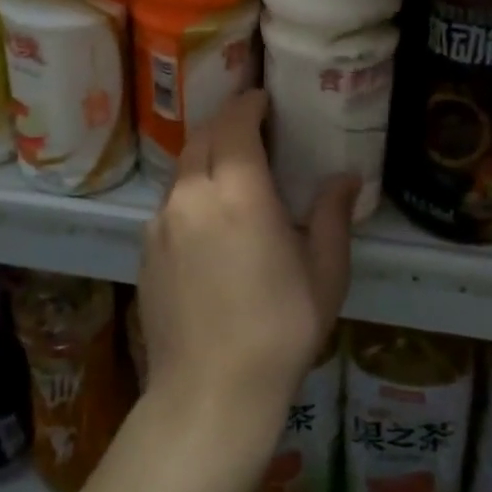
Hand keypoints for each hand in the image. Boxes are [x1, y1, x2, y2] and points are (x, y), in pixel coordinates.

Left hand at [137, 91, 356, 439]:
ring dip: (206, 156)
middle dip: (226, 122)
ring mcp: (161, 221)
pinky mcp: (145, 248)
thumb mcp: (324, 272)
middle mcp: (192, 193)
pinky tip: (209, 220)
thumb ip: (332, 215)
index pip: (235, 122)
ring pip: (182, 168)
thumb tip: (346, 177)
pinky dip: (191, 191)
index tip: (264, 100)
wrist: (209, 391)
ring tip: (232, 171)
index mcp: (238, 190)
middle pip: (203, 136)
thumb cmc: (280, 329)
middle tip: (251, 127)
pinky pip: (170, 202)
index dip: (249, 104)